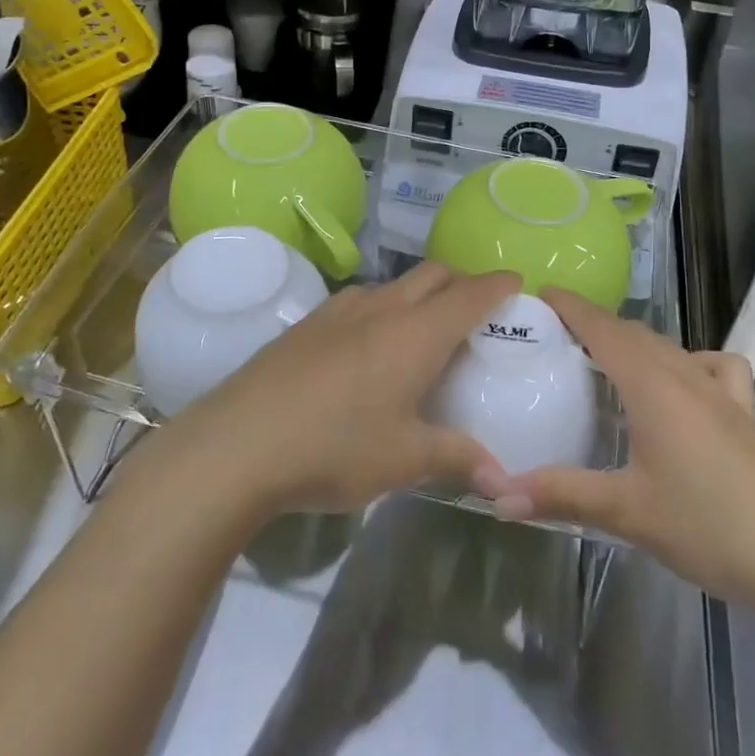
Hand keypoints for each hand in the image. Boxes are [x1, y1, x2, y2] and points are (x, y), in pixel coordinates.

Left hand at [172, 263, 520, 516]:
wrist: (238, 443)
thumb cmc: (335, 448)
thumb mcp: (404, 460)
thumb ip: (457, 459)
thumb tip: (503, 481)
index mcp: (416, 333)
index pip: (470, 293)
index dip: (497, 284)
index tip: (516, 283)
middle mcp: (382, 308)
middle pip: (432, 274)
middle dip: (460, 282)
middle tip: (475, 310)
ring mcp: (339, 311)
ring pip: (392, 284)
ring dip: (417, 294)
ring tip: (422, 331)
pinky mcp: (306, 323)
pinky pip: (359, 301)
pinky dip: (380, 309)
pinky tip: (367, 347)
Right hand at [492, 289, 754, 611]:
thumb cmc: (709, 525)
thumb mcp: (627, 511)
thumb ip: (561, 495)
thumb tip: (497, 496)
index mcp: (652, 384)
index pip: (602, 327)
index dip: (570, 306)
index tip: (538, 294)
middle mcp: (685, 375)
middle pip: (633, 332)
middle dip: (594, 324)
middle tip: (554, 337)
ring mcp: (721, 393)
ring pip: (668, 347)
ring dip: (634, 343)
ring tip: (605, 362)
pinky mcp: (745, 415)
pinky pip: (713, 367)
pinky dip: (689, 362)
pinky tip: (683, 388)